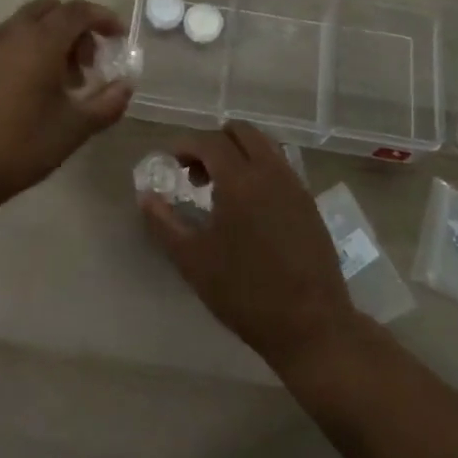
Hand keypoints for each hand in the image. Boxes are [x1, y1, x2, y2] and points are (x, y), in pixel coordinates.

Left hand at [0, 0, 131, 214]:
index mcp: (40, 42)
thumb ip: (108, 102)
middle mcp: (10, 34)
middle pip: (49, 10)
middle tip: (86, 65)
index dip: (102, 18)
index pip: (77, 11)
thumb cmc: (21, 148)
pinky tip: (22, 91)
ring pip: (23, 25)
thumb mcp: (75, 129)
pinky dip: (21, 51)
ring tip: (56, 83)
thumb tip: (126, 85)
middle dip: (74, 29)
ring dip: (47, 40)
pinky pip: (1, 43)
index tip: (118, 37)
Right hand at [138, 121, 358, 366]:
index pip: (210, 141)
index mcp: (241, 180)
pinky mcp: (310, 203)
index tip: (171, 162)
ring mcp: (295, 186)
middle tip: (196, 174)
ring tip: (221, 190)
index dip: (186, 145)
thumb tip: (145, 196)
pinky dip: (259, 169)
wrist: (312, 325)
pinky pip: (280, 167)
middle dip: (214, 142)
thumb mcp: (193, 261)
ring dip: (238, 154)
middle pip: (242, 132)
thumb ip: (164, 224)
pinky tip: (249, 207)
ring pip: (265, 146)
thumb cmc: (245, 293)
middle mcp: (271, 172)